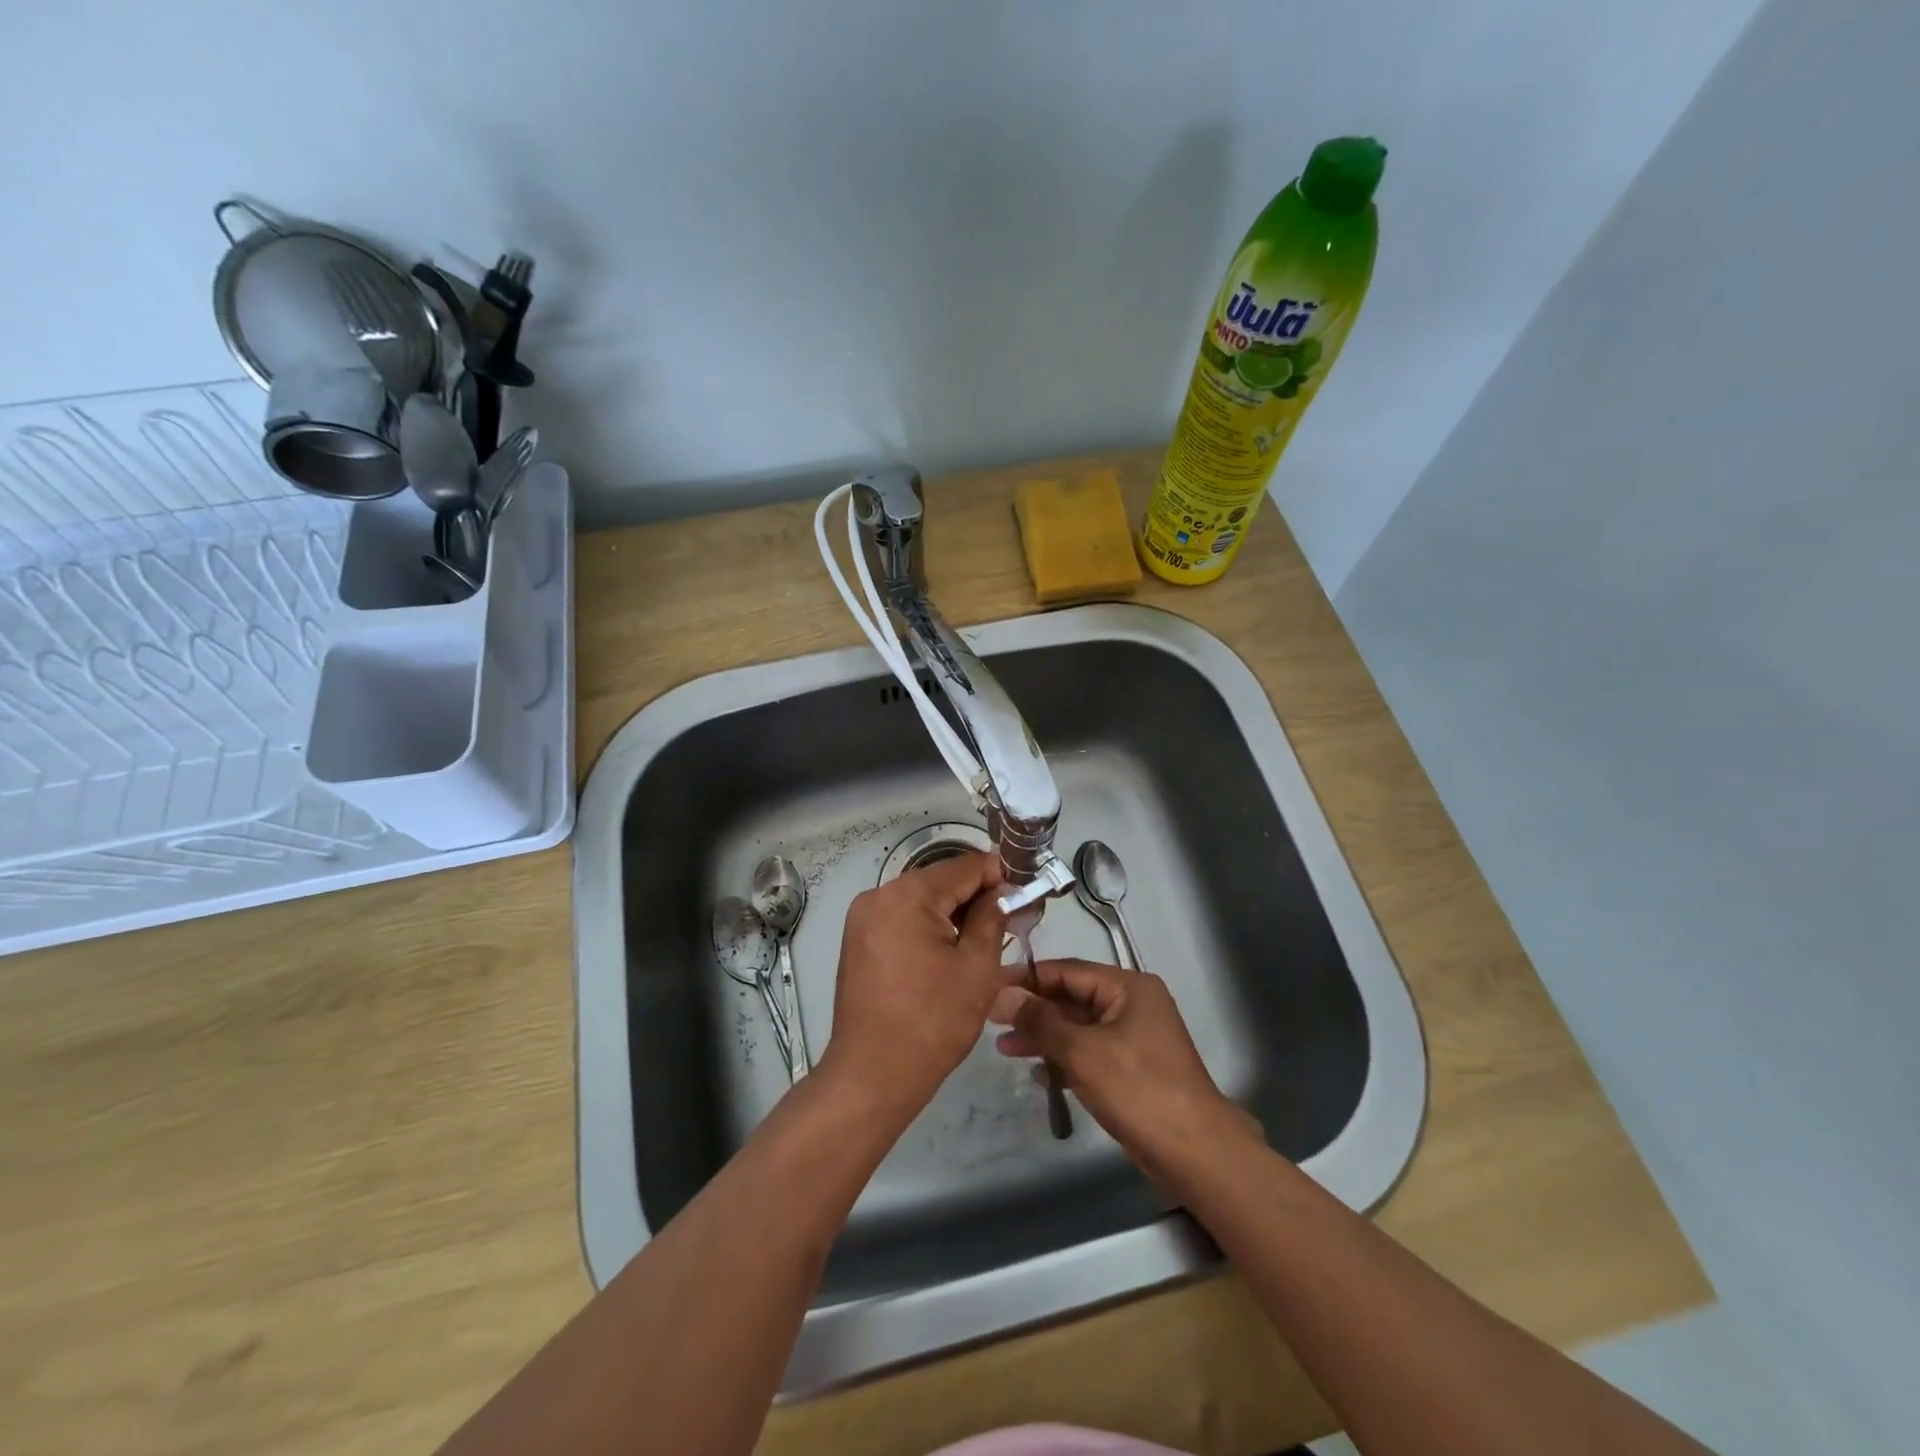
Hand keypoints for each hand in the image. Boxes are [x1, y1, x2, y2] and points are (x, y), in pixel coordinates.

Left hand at [821, 851, 1014, 1127]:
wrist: (872, 1075)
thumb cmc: (932, 1021)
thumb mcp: (976, 967)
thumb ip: (992, 917)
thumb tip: (1000, 891)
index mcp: (906, 895)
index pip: (963, 867)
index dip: (999, 875)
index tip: (1026, 892)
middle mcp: (878, 895)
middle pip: (939, 881)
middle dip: (976, 896)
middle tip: (1011, 919)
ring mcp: (862, 918)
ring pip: (920, 901)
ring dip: (953, 913)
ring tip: (985, 938)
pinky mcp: (858, 941)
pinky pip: (902, 919)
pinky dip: (928, 927)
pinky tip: (949, 951)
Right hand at [990, 959, 1260, 1181]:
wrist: (1195, 1152)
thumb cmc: (1137, 1089)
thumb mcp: (1082, 1050)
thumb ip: (1040, 1020)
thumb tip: (1003, 994)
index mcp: (1128, 987)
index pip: (1068, 970)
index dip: (1028, 978)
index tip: (991, 985)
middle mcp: (1133, 1004)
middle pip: (1073, 998)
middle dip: (1034, 1011)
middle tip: (992, 1021)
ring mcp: (1135, 1037)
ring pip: (1079, 1028)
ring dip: (1044, 1037)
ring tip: (1005, 1049)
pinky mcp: (1134, 1068)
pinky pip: (1091, 1052)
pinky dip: (1065, 1059)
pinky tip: (1037, 1074)